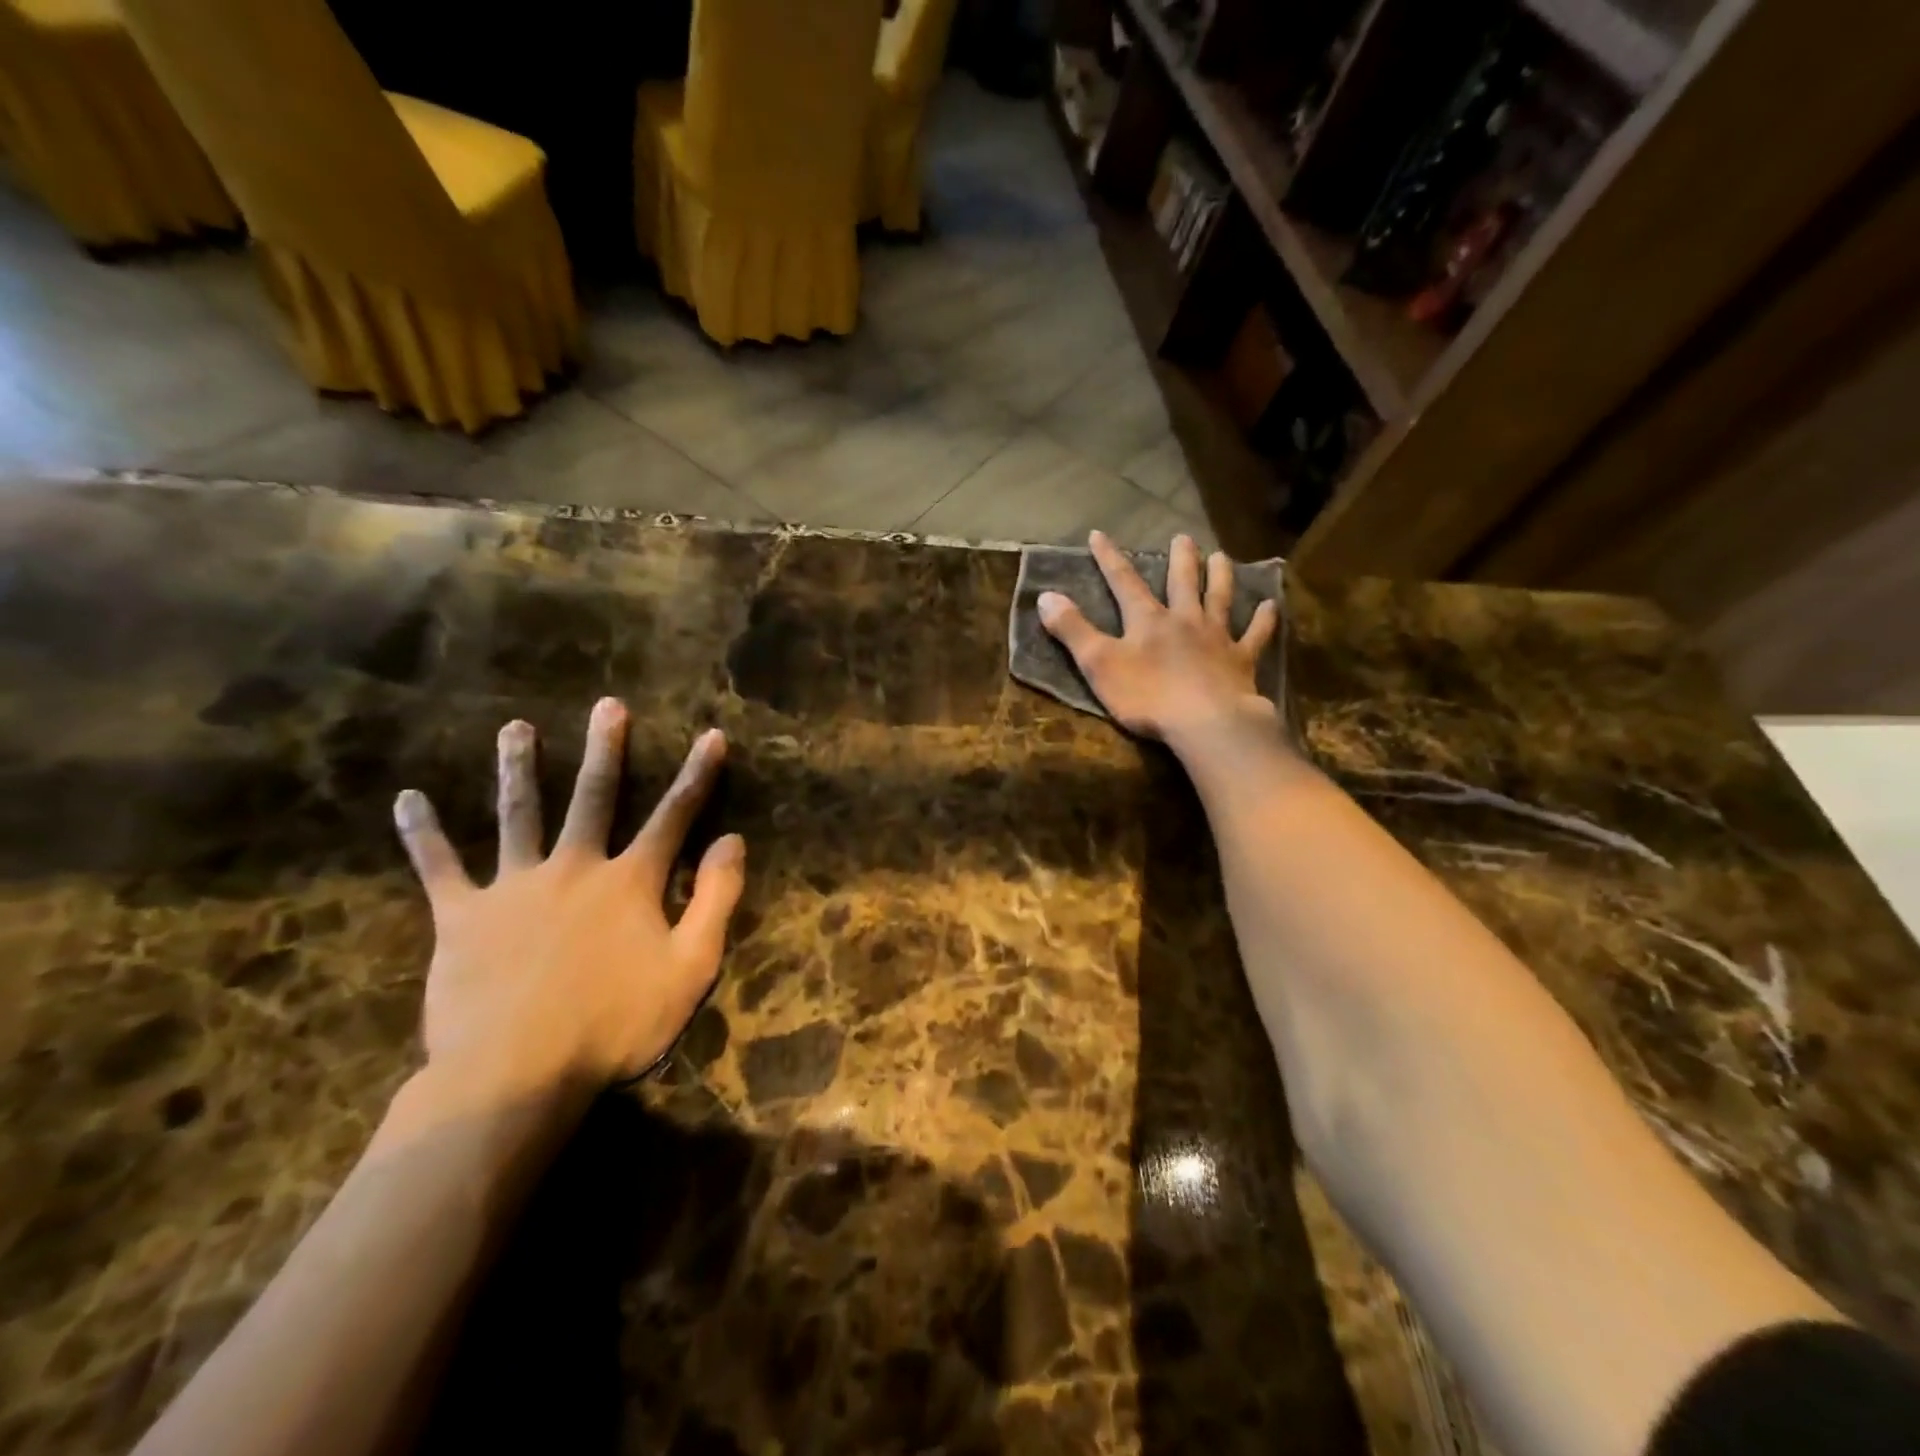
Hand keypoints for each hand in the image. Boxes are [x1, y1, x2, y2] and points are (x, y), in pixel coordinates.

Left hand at [392, 698, 744, 1095]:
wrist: (516, 1074)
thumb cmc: (616, 1023)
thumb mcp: (691, 967)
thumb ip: (715, 899)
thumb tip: (733, 840)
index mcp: (630, 881)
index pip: (675, 815)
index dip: (698, 775)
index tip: (712, 736)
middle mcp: (575, 867)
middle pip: (594, 796)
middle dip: (606, 749)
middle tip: (608, 705)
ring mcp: (514, 887)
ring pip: (517, 814)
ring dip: (519, 768)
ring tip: (515, 728)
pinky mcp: (462, 917)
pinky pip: (439, 868)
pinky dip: (423, 834)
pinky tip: (407, 800)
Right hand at [1038, 531, 1279, 745]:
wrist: (1205, 722)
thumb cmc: (1147, 695)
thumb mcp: (1098, 664)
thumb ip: (1072, 630)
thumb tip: (1045, 595)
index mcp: (1147, 620)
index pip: (1123, 581)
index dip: (1110, 558)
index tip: (1100, 535)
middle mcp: (1184, 620)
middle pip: (1182, 582)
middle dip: (1180, 559)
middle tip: (1184, 537)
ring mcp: (1216, 638)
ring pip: (1219, 598)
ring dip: (1220, 576)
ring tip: (1221, 556)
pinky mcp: (1241, 661)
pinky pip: (1255, 635)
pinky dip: (1263, 620)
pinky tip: (1270, 605)